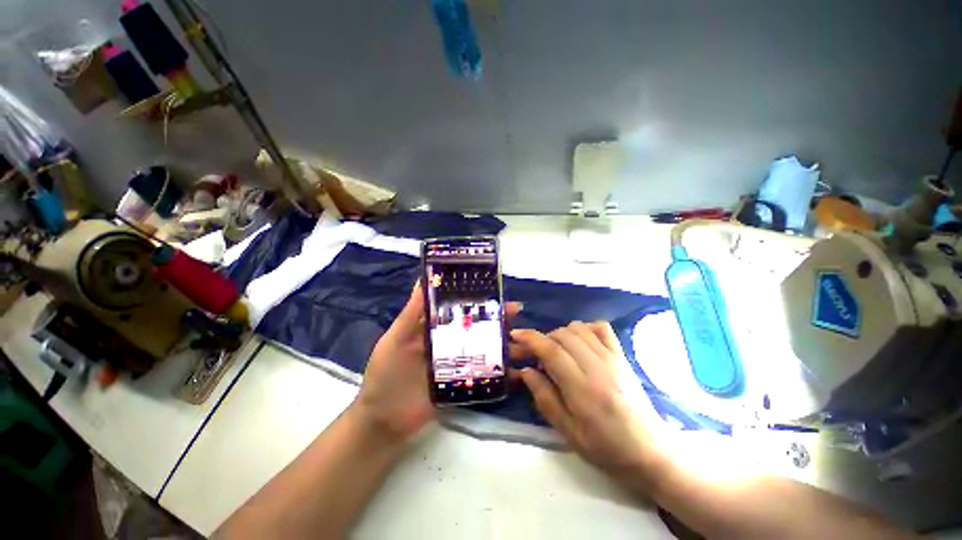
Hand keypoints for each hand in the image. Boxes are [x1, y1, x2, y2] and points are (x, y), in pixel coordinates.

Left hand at [357, 282, 521, 442]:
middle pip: (473, 326)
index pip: (456, 308)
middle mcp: (446, 341)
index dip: (473, 298)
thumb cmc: (385, 374)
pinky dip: (498, 368)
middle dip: (494, 318)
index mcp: (432, 327)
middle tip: (515, 311)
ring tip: (520, 337)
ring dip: (500, 340)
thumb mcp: (395, 340)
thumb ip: (410, 313)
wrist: (384, 420)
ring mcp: (456, 362)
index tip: (493, 290)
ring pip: (481, 346)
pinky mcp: (461, 382)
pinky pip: (481, 372)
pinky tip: (515, 366)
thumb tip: (422, 280)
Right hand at [511, 322, 662, 481]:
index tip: (514, 336)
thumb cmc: (606, 447)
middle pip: (562, 336)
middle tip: (531, 352)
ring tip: (553, 350)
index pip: (552, 351)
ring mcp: (613, 358)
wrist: (651, 451)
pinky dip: (584, 327)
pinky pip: (601, 328)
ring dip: (559, 334)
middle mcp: (598, 366)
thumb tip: (525, 371)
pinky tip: (578, 341)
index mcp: (583, 389)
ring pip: (578, 329)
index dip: (530, 339)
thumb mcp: (568, 431)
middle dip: (541, 338)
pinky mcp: (622, 355)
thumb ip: (544, 397)